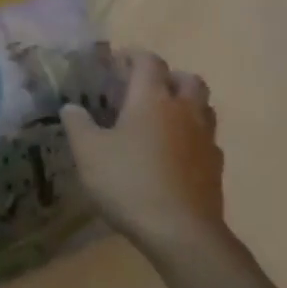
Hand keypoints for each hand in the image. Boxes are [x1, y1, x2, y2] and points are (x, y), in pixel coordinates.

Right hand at [61, 50, 226, 254]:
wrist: (180, 231)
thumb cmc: (128, 182)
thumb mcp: (88, 152)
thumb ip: (78, 124)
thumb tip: (71, 107)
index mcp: (152, 99)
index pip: (148, 62)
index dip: (133, 56)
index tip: (116, 61)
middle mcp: (184, 111)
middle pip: (187, 79)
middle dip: (167, 77)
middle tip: (144, 88)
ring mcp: (205, 138)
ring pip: (203, 107)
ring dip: (185, 103)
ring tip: (160, 118)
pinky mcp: (215, 166)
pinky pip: (206, 138)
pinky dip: (191, 135)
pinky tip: (173, 153)